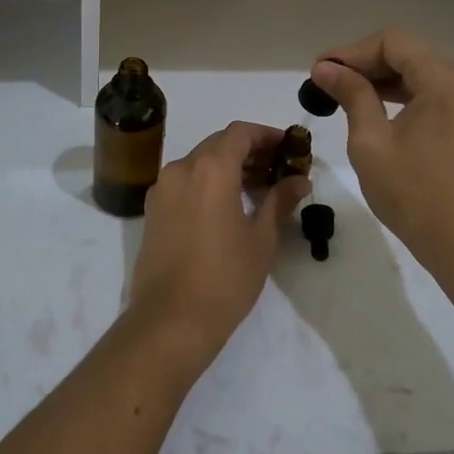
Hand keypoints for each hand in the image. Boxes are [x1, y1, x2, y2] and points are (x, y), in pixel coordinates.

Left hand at [129, 122, 309, 368]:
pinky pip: (185, 182)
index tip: (289, 149)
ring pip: (200, 162)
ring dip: (228, 167)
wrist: (170, 321)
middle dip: (250, 152)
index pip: (240, 132)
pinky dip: (207, 183)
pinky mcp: (153, 211)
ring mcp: (162, 189)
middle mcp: (181, 168)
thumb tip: (300, 180)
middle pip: (219, 144)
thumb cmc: (225, 277)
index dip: (267, 135)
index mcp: (210, 168)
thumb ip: (280, 200)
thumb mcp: (262, 239)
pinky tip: (228, 207)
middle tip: (278, 171)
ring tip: (258, 191)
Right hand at [312, 31, 453, 284]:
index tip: (320, 70)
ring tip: (342, 92)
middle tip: (326, 80)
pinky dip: (403, 93)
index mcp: (445, 80)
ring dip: (382, 77)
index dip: (352, 52)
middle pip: (408, 52)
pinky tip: (374, 105)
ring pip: (420, 70)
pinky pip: (433, 90)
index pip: (393, 42)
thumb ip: (351, 94)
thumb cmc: (413, 194)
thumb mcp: (371, 141)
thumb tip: (325, 68)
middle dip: (365, 62)